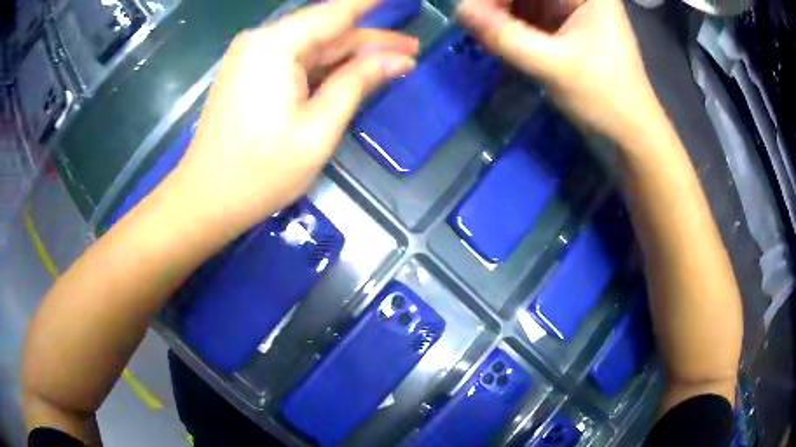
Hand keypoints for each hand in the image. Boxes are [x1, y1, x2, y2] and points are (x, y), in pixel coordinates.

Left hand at [174, 0, 418, 235]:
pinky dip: (325, 68)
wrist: (206, 201)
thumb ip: (357, 83)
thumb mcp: (318, 128)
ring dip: (350, 56)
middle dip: (369, 40)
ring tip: (394, 62)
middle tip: (412, 49)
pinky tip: (352, 75)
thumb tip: (398, 59)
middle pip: (326, 31)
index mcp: (275, 46)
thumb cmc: (261, 172)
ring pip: (312, 48)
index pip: (336, 11)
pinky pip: (295, 62)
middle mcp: (262, 42)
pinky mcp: (249, 76)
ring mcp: (252, 59)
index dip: (370, 3)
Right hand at [459, 0, 662, 142]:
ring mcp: (571, 9)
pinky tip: (499, 42)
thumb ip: (506, 37)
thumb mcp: (554, 65)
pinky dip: (510, 27)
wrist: (630, 131)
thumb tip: (460, 11)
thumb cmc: (604, 96)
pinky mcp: (564, 26)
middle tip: (479, 29)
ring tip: (487, 40)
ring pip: (523, 2)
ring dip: (501, 17)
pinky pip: (528, 16)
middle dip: (497, 5)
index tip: (472, 13)